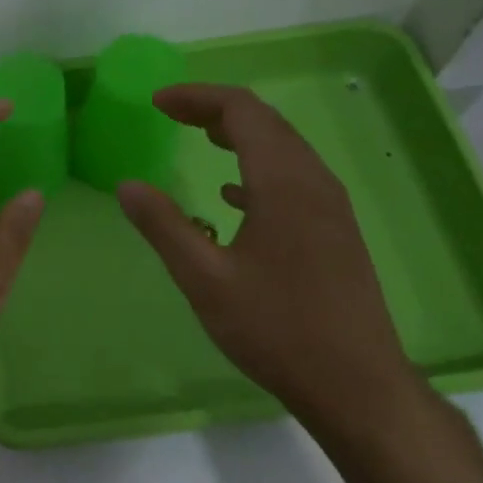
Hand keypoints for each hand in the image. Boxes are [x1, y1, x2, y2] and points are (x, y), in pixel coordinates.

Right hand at [117, 83, 420, 430]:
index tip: (156, 103)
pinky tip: (233, 197)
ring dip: (240, 136)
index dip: (197, 98)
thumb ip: (163, 226)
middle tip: (171, 114)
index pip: (242, 111)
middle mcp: (314, 182)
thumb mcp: (205, 279)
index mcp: (283, 183)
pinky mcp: (336, 232)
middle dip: (216, 110)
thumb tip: (127, 185)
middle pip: (266, 123)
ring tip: (200, 138)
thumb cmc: (275, 328)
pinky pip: (294, 179)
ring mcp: (331, 208)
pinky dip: (258, 170)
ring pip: (284, 149)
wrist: (355, 383)